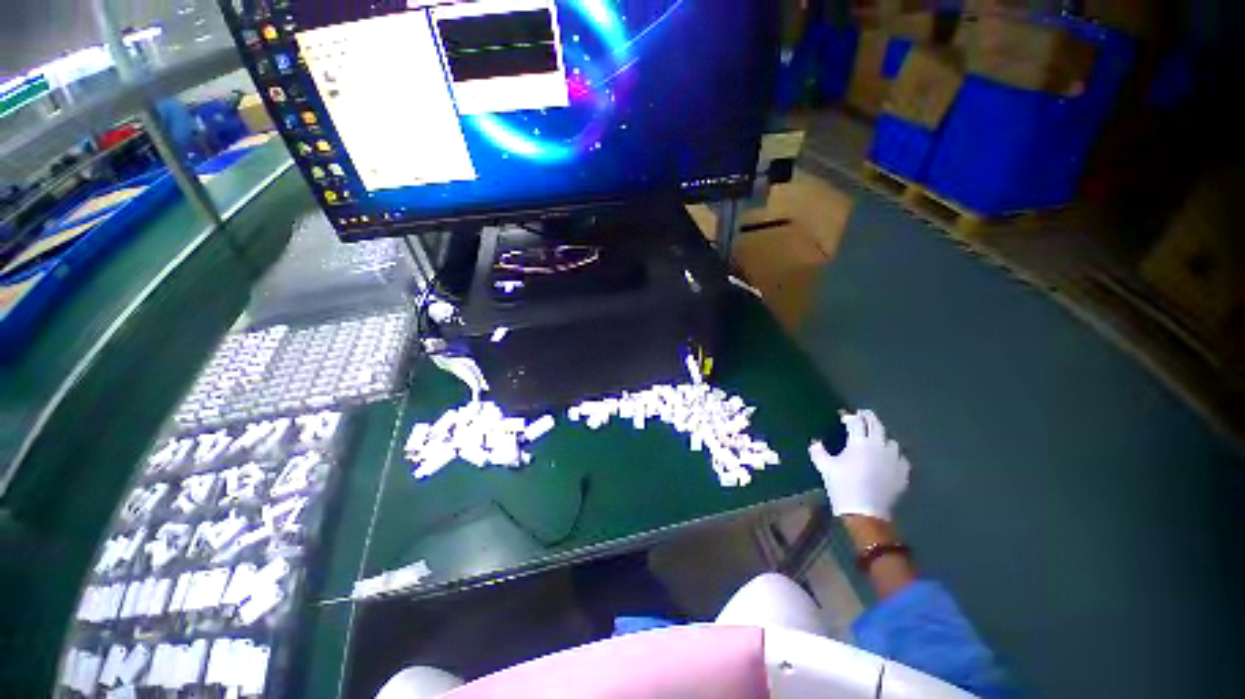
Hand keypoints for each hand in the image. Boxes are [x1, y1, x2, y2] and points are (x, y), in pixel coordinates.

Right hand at [809, 410, 910, 520]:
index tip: (843, 416)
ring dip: (882, 436)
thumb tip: (815, 442)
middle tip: (862, 415)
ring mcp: (894, 459)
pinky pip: (900, 458)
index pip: (855, 422)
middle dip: (868, 418)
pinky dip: (893, 454)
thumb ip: (818, 451)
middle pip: (876, 425)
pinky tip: (887, 459)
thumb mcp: (825, 467)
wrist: (865, 513)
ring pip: (891, 440)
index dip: (849, 416)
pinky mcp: (902, 473)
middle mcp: (879, 446)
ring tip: (875, 439)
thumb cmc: (843, 487)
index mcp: (859, 442)